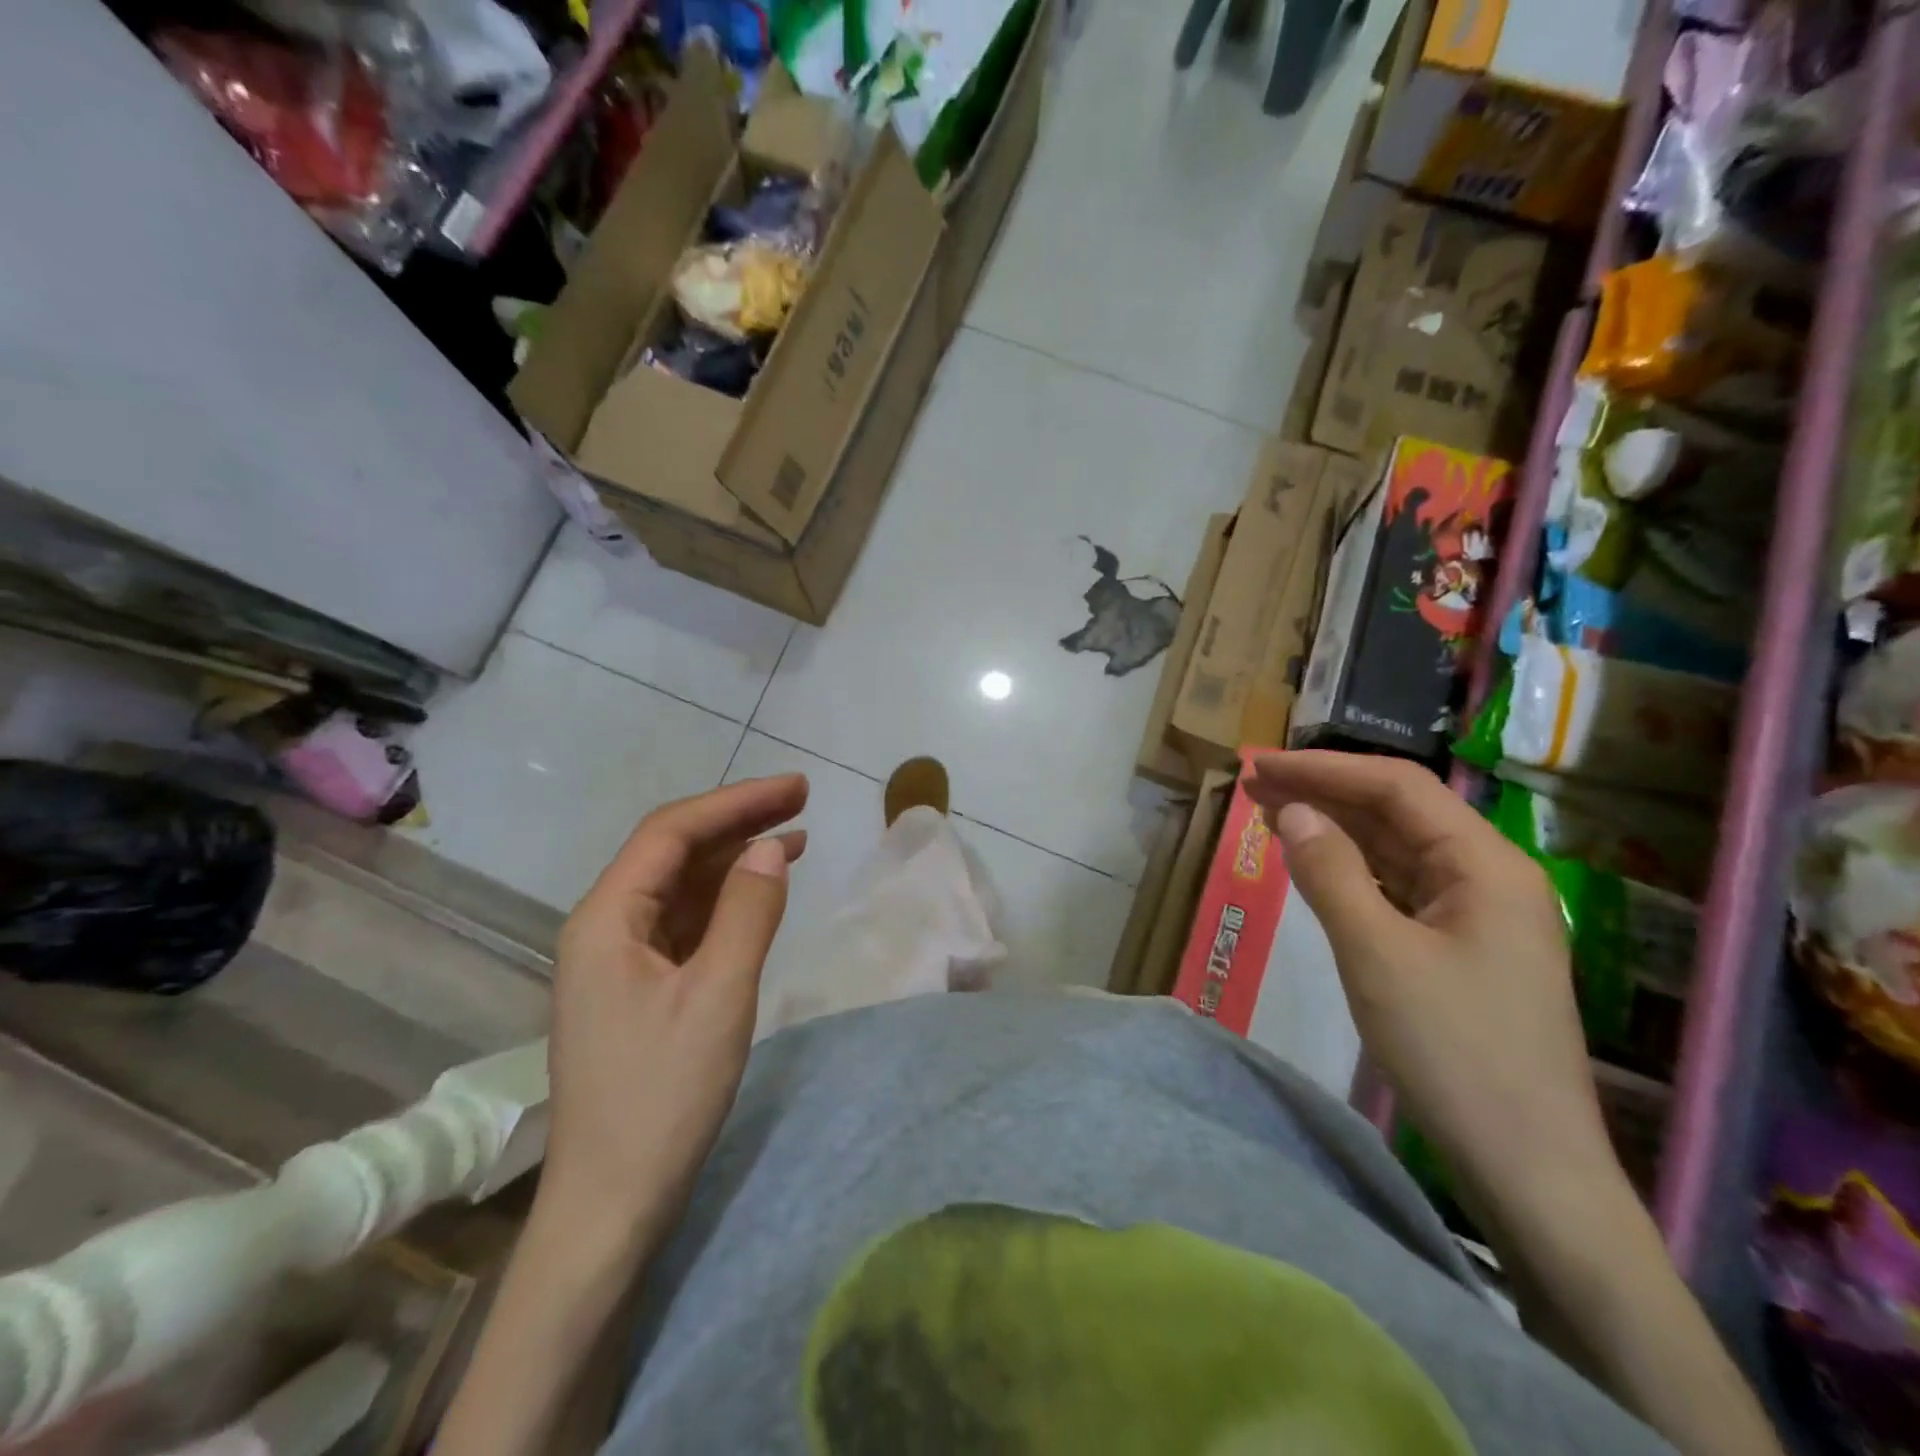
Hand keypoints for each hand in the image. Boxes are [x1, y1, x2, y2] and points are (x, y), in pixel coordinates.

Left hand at [541, 775, 807, 1246]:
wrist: (612, 1203)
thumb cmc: (663, 1097)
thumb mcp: (719, 996)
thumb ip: (747, 912)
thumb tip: (772, 847)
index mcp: (607, 919)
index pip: (672, 833)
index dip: (736, 802)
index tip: (795, 788)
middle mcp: (604, 927)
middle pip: (674, 852)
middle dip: (738, 822)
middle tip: (802, 801)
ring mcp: (618, 959)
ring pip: (681, 886)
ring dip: (735, 859)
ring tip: (796, 838)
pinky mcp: (638, 987)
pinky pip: (684, 922)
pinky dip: (726, 900)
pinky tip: (761, 894)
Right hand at [1244, 751, 1616, 1210]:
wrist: (1527, 1167)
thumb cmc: (1453, 1051)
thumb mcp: (1376, 954)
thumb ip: (1330, 872)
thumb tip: (1291, 810)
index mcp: (1484, 864)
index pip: (1397, 787)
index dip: (1324, 769)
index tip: (1261, 765)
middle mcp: (1488, 876)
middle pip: (1397, 813)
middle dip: (1324, 793)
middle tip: (1253, 783)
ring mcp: (1478, 914)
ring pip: (1396, 850)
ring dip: (1334, 828)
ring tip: (1269, 811)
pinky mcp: (1461, 948)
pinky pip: (1398, 888)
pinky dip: (1351, 870)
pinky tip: (1314, 865)